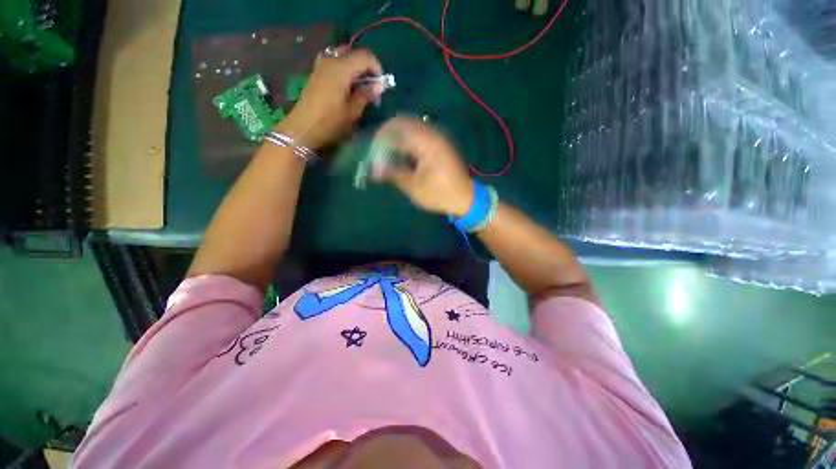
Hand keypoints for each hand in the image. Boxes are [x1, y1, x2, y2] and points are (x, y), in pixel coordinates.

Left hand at [278, 46, 383, 150]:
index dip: (377, 67)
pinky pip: (334, 62)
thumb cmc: (330, 122)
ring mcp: (321, 65)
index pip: (365, 56)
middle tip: (372, 86)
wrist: (303, 128)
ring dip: (355, 68)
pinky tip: (347, 86)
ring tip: (360, 87)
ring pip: (343, 56)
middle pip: (354, 53)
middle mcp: (331, 61)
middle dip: (366, 67)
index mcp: (341, 69)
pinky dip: (345, 70)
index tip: (381, 84)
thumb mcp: (352, 112)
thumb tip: (379, 86)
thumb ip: (366, 95)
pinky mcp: (316, 73)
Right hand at [375, 116, 473, 216]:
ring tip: (388, 155)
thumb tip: (374, 169)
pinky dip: (407, 141)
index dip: (380, 139)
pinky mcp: (439, 144)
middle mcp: (432, 134)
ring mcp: (437, 137)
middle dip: (387, 136)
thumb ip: (393, 173)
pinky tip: (402, 156)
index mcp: (426, 142)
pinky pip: (418, 134)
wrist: (465, 199)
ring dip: (397, 138)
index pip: (396, 128)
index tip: (373, 154)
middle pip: (403, 122)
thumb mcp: (414, 187)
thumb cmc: (439, 194)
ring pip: (410, 127)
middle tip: (378, 153)